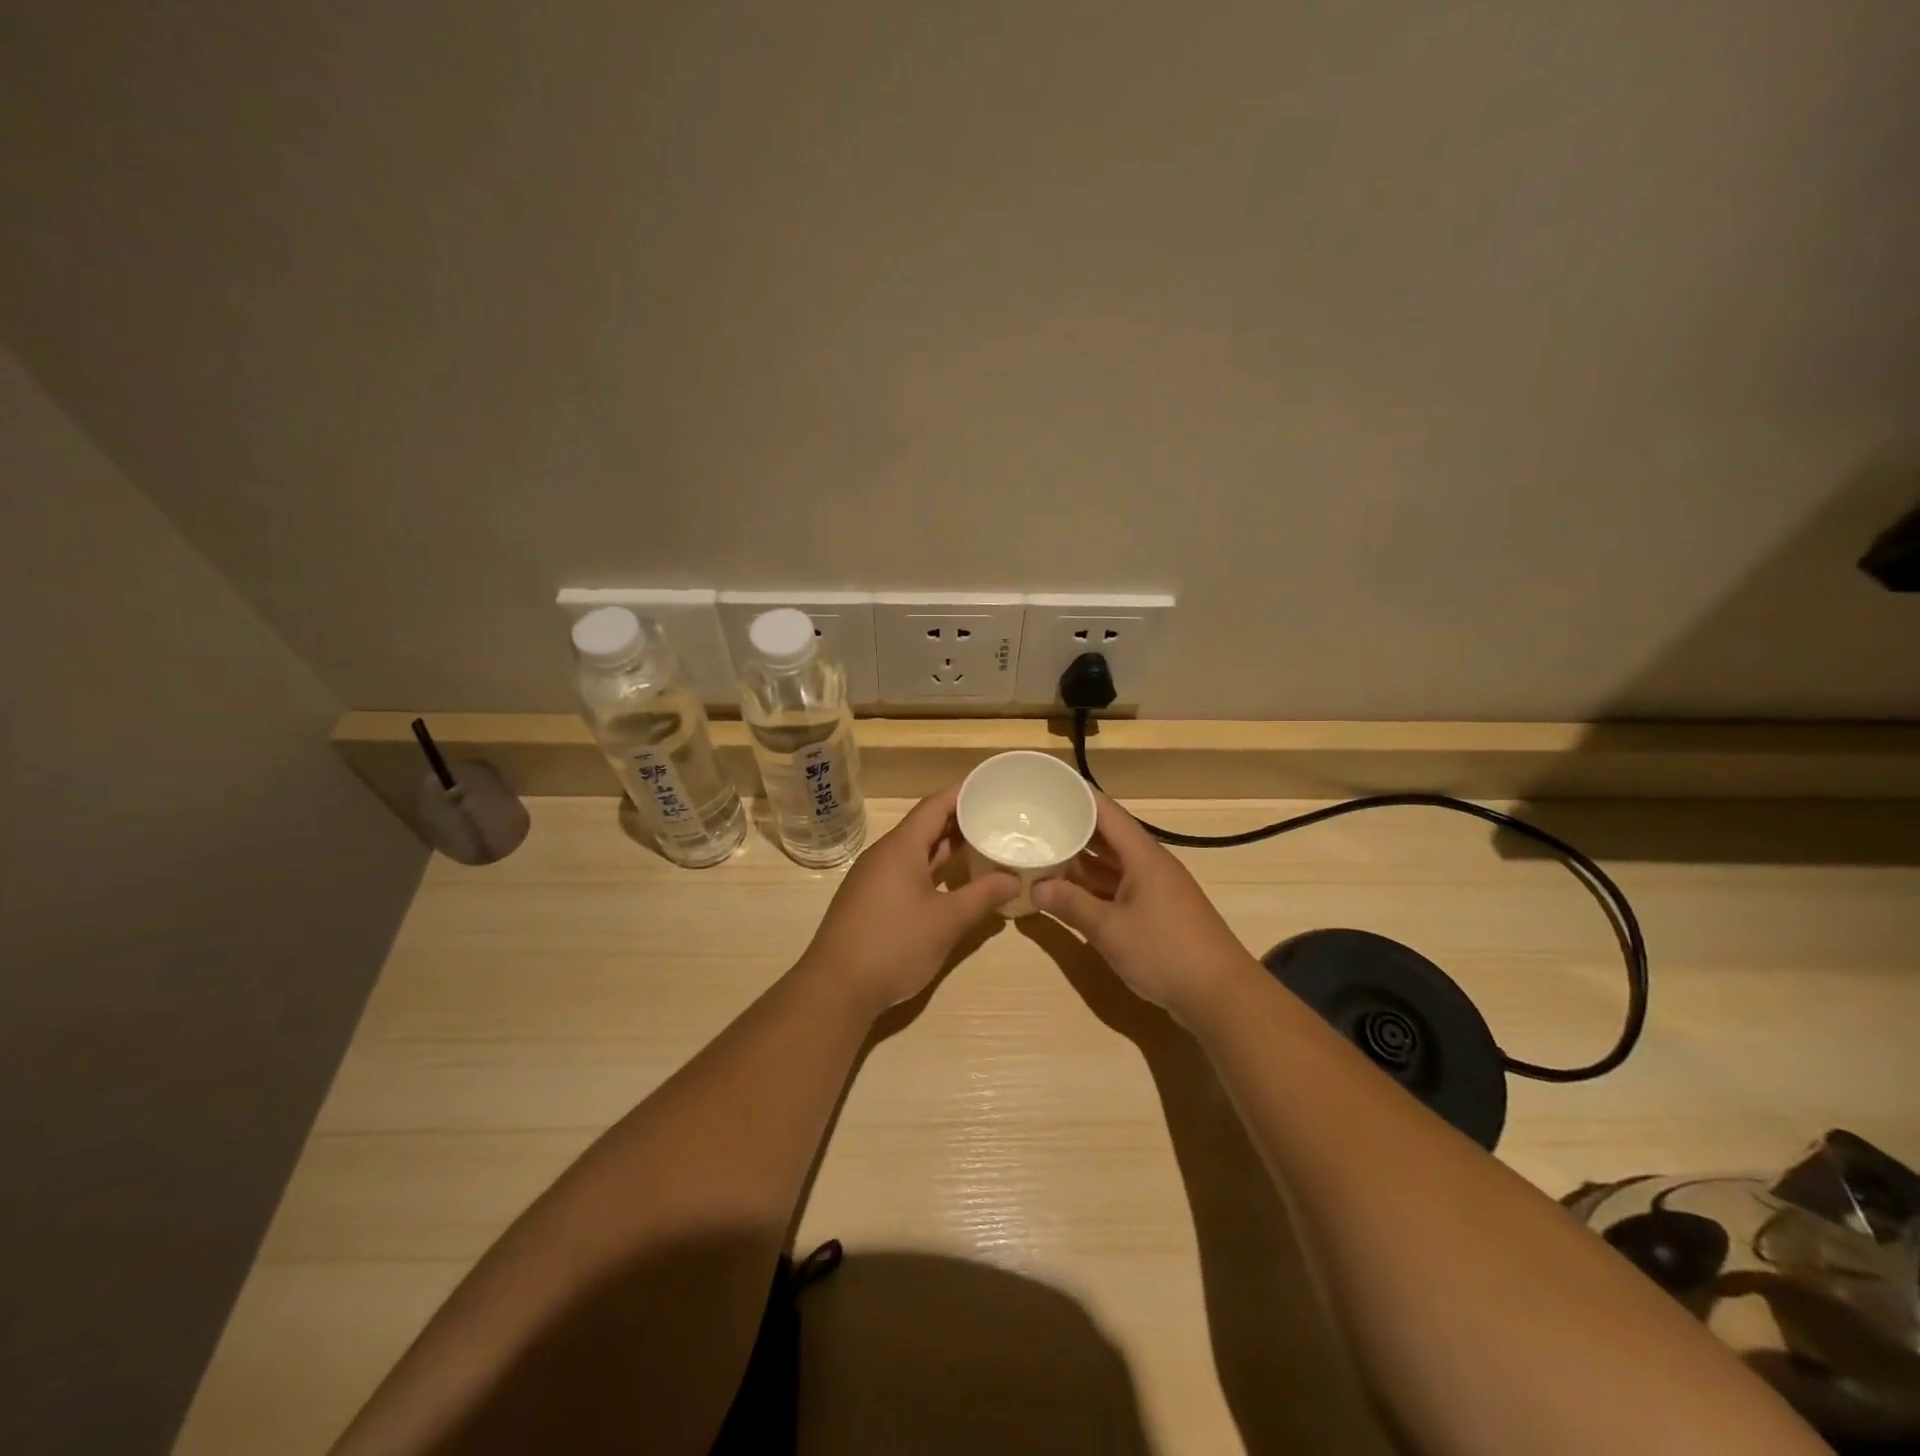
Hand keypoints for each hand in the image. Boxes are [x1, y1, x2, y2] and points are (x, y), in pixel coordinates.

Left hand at [796, 786, 1019, 1016]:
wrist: (836, 988)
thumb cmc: (894, 945)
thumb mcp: (947, 921)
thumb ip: (982, 895)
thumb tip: (1014, 878)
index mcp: (901, 847)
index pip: (935, 805)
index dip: (963, 794)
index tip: (992, 788)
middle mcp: (885, 854)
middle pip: (925, 826)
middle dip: (960, 821)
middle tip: (997, 818)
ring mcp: (874, 878)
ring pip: (916, 851)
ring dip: (947, 848)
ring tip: (983, 846)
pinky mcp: (871, 901)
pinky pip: (907, 871)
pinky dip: (933, 869)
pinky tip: (954, 883)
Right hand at [1032, 793, 1258, 1021]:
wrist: (1220, 995)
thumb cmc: (1164, 952)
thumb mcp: (1109, 929)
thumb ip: (1071, 905)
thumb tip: (1036, 886)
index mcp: (1143, 856)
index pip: (1107, 813)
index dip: (1079, 796)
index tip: (1050, 784)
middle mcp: (1150, 865)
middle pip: (1109, 836)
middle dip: (1074, 827)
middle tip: (1036, 819)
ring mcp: (1156, 889)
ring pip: (1113, 864)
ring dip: (1082, 859)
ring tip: (1044, 850)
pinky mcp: (1158, 912)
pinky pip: (1120, 886)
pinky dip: (1095, 885)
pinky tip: (1070, 890)